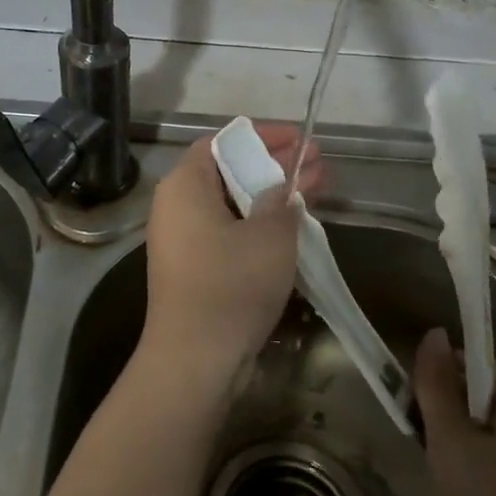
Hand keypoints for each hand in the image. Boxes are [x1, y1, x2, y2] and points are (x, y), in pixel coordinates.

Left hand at [137, 124, 323, 389]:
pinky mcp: (194, 267)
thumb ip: (282, 200)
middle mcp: (177, 205)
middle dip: (276, 165)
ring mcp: (183, 239)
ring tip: (317, 186)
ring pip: (233, 203)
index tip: (300, 138)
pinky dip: (259, 222)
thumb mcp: (270, 235)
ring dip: (273, 194)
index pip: (224, 141)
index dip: (264, 136)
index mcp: (185, 184)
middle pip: (230, 170)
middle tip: (318, 161)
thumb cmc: (231, 284)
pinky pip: (229, 230)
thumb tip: (282, 190)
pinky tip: (293, 223)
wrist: (196, 359)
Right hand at [413, 327, 495, 495]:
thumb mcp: (449, 440)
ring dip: (461, 444)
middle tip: (434, 455)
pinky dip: (482, 465)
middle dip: (448, 418)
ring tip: (452, 480)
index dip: (434, 387)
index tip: (419, 422)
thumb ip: (435, 384)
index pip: (464, 363)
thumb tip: (433, 332)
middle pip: (475, 392)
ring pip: (486, 425)